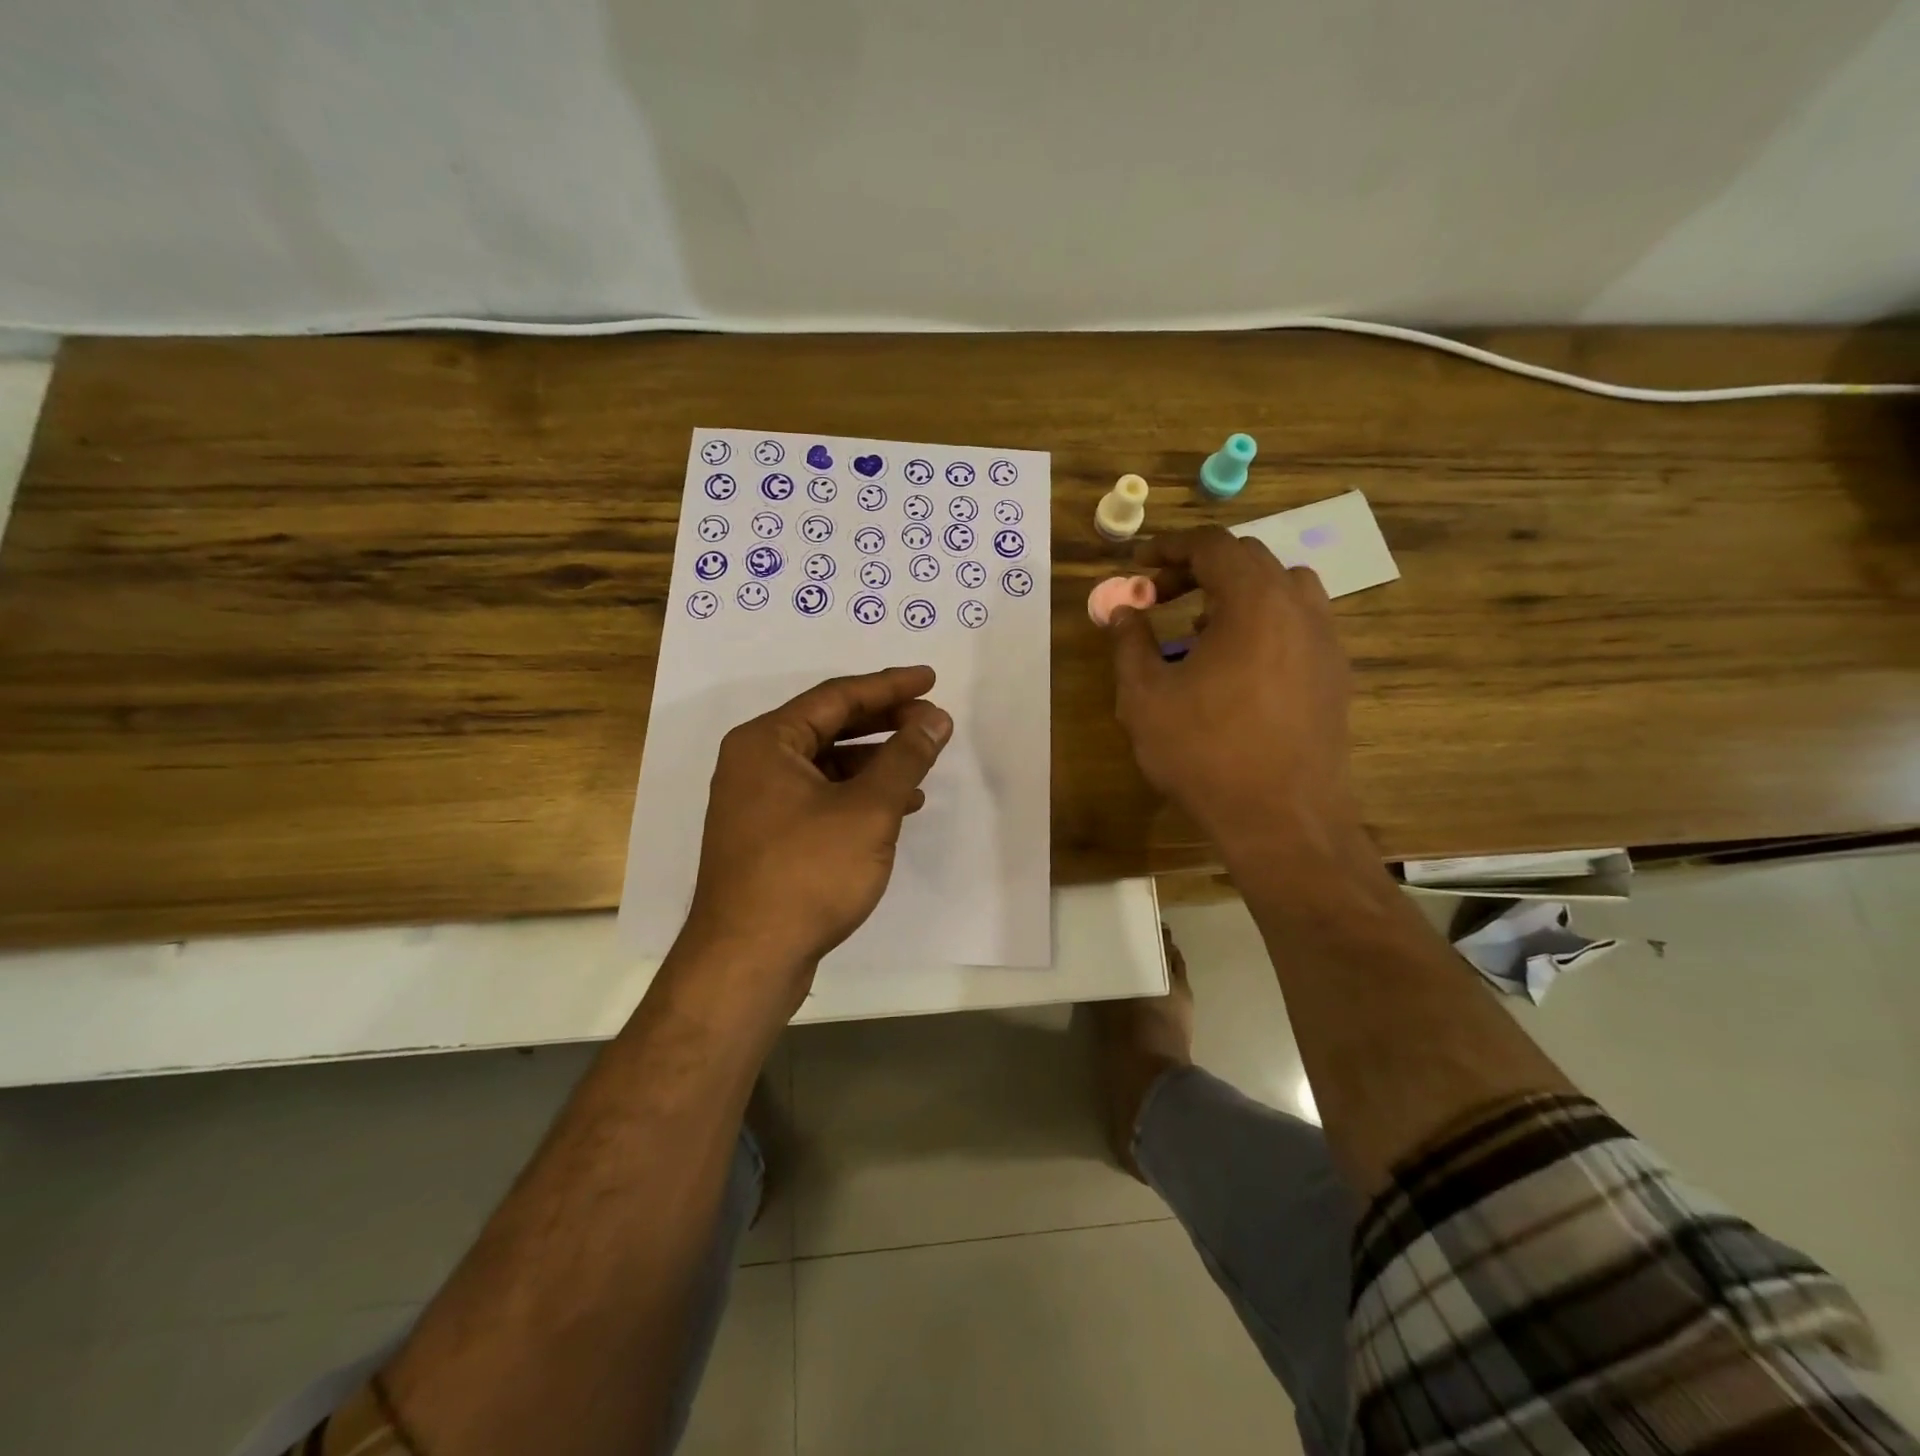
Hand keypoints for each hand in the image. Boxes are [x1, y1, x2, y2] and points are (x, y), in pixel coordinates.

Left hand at [682, 666, 951, 996]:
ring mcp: (757, 802)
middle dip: (884, 722)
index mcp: (767, 741)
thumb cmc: (808, 873)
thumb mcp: (869, 809)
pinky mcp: (767, 837)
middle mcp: (754, 763)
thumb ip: (905, 757)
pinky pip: (820, 797)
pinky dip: (858, 795)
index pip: (837, 696)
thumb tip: (935, 718)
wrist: (749, 960)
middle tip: (931, 720)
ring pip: (826, 764)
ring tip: (921, 763)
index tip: (930, 680)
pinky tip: (897, 806)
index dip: (889, 686)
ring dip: (875, 761)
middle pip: (829, 725)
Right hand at [1106, 527, 1362, 867]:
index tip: (1139, 566)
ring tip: (1202, 628)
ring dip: (1238, 593)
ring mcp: (1326, 642)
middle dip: (1200, 568)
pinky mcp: (1336, 676)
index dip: (1170, 547)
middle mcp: (1300, 608)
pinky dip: (1264, 623)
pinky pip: (1300, 625)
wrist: (1282, 820)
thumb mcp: (1145, 697)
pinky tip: (1237, 668)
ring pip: (1283, 589)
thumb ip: (1130, 643)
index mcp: (1254, 601)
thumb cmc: (1205, 753)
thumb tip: (1124, 610)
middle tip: (1161, 596)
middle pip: (1250, 560)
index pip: (1213, 545)